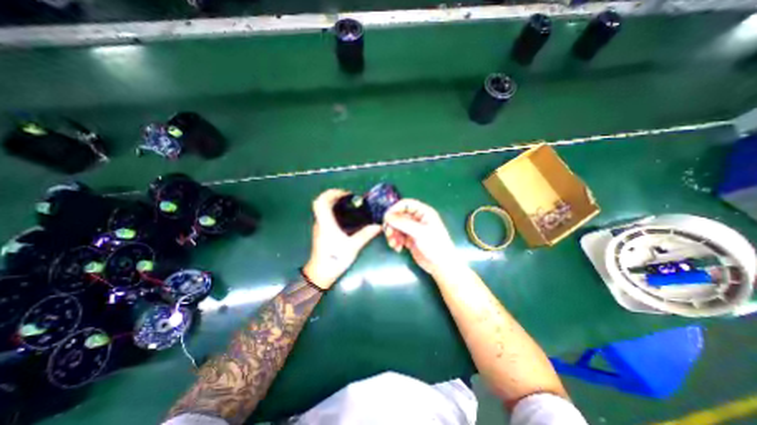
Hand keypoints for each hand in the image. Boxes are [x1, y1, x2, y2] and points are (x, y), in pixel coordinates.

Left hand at [304, 190, 384, 288]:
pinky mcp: (321, 232)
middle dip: (334, 196)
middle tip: (349, 198)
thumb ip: (365, 235)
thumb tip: (378, 226)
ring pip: (323, 209)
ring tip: (349, 205)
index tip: (345, 194)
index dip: (331, 193)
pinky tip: (346, 217)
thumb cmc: (334, 259)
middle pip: (321, 202)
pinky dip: (334, 211)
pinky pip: (326, 215)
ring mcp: (320, 227)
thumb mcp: (353, 247)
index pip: (320, 202)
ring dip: (333, 202)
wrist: (320, 274)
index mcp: (326, 223)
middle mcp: (320, 222)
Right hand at [385, 199, 460, 274]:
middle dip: (392, 225)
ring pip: (396, 226)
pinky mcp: (409, 239)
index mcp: (423, 212)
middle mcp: (417, 219)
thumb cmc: (435, 245)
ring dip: (392, 234)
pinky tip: (397, 248)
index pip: (406, 204)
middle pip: (399, 216)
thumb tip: (387, 216)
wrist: (440, 265)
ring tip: (393, 243)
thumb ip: (403, 223)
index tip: (386, 218)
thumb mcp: (419, 232)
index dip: (395, 209)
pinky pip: (398, 236)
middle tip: (388, 233)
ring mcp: (413, 229)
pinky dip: (395, 241)